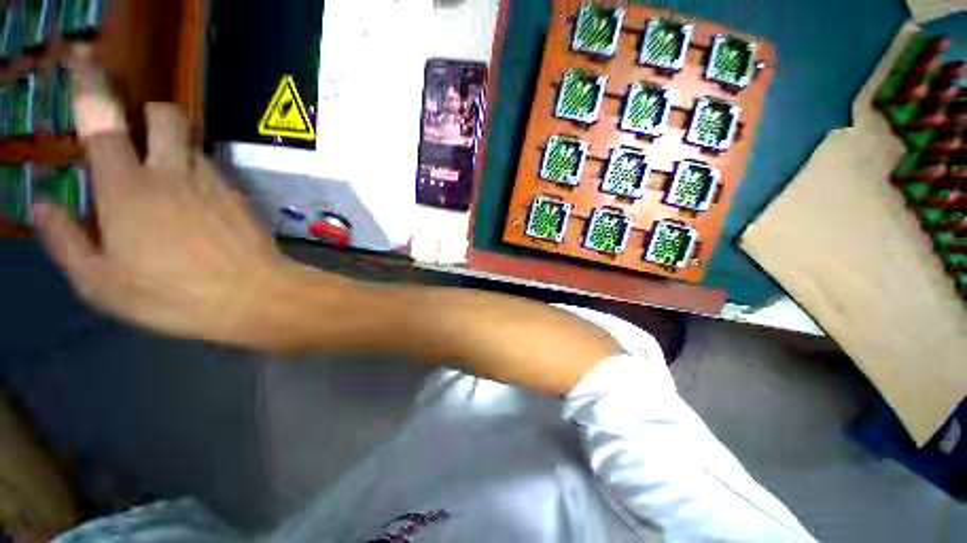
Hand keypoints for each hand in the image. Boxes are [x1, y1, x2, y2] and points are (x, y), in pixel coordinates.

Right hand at [33, 49, 301, 346]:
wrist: (255, 296)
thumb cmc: (173, 296)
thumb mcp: (101, 282)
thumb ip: (66, 241)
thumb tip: (42, 205)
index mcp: (127, 187)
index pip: (102, 120)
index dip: (89, 85)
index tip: (83, 60)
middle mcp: (172, 173)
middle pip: (164, 115)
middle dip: (148, 114)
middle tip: (137, 140)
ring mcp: (214, 183)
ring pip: (192, 144)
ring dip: (175, 149)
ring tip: (166, 181)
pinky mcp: (241, 198)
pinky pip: (215, 172)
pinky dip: (199, 176)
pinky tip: (198, 205)